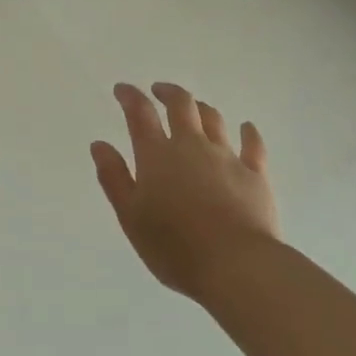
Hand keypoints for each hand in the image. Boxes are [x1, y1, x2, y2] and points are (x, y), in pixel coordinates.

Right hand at [92, 83, 278, 302]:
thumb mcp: (130, 217)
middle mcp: (192, 146)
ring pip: (214, 119)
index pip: (140, 114)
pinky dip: (248, 133)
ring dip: (201, 108)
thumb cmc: (174, 246)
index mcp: (157, 155)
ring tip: (194, 108)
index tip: (122, 89)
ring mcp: (227, 157)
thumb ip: (114, 178)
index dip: (130, 96)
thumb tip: (99, 145)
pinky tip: (246, 128)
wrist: (236, 266)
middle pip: (181, 105)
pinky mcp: (256, 174)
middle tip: (159, 91)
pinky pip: (253, 145)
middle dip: (168, 92)